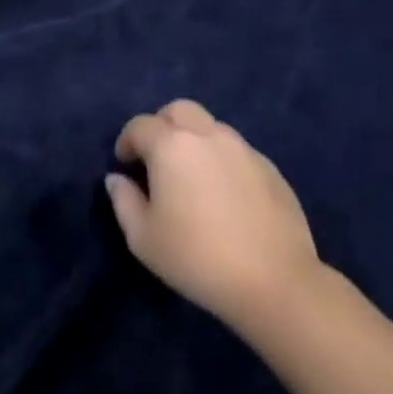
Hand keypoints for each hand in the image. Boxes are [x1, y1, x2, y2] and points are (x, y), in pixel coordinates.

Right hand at [106, 100, 325, 330]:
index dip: (127, 141)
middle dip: (162, 126)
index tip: (125, 165)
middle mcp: (207, 136)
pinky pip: (237, 151)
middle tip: (157, 158)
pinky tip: (225, 195)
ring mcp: (244, 150)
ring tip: (193, 177)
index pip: (140, 125)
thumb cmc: (197, 258)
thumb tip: (117, 179)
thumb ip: (123, 201)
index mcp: (171, 146)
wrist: (274, 283)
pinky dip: (222, 160)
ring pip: (211, 127)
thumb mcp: (143, 238)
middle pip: (179, 110)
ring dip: (195, 141)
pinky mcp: (271, 169)